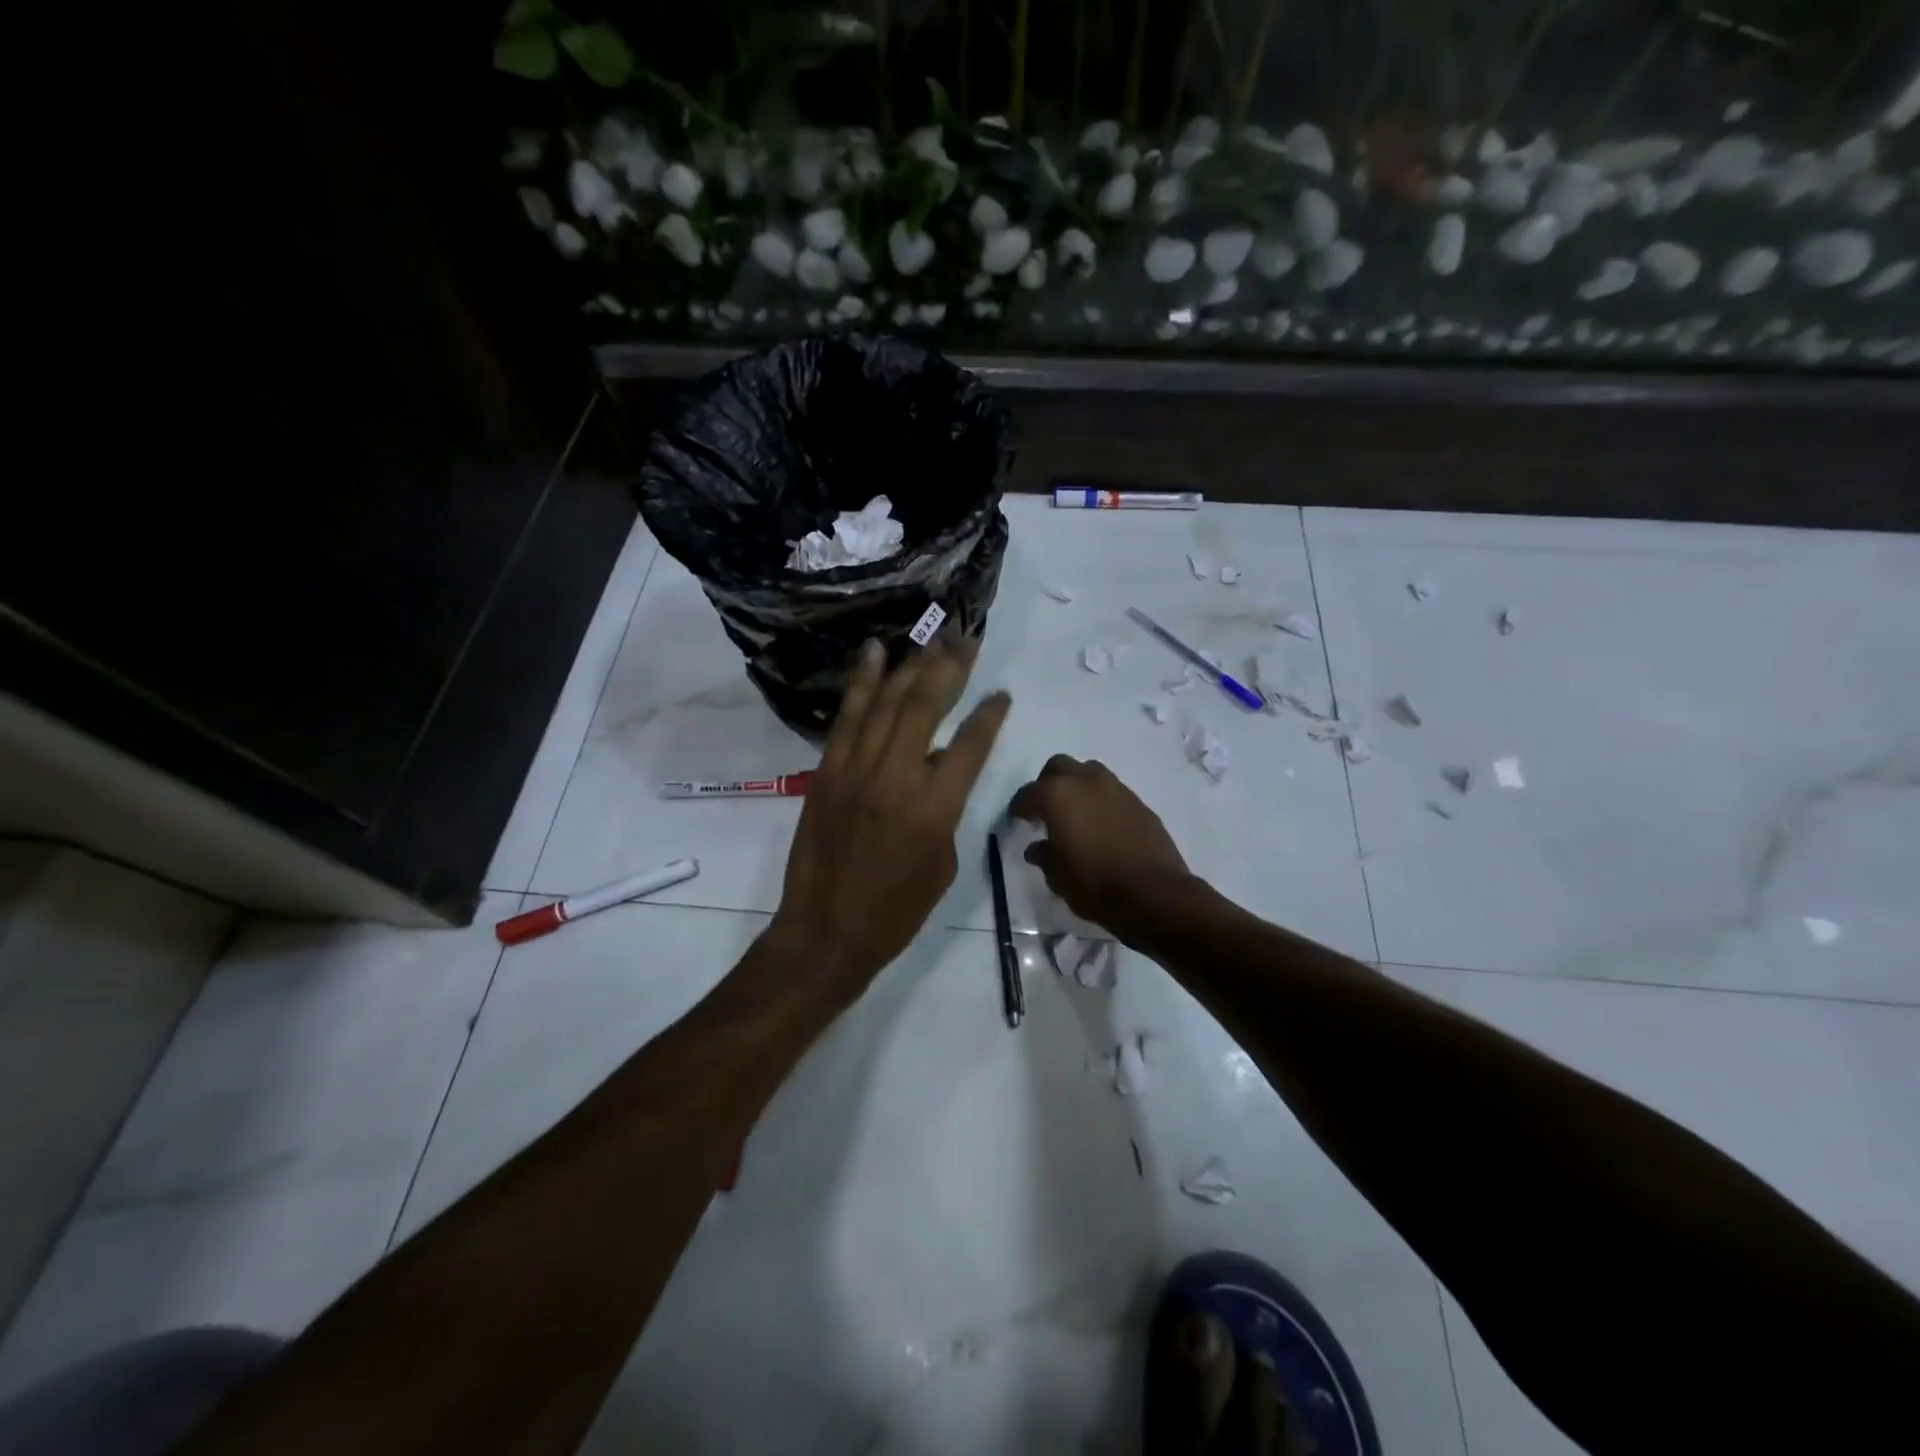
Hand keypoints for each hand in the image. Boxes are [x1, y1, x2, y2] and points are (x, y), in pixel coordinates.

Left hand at [769, 637, 1010, 1003]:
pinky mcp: (828, 770)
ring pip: (887, 702)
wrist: (827, 930)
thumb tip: (939, 769)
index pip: (970, 745)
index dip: (989, 714)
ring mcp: (856, 769)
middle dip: (950, 667)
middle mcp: (897, 777)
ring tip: (930, 637)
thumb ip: (946, 808)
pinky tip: (874, 654)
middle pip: (927, 706)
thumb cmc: (896, 910)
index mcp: (935, 808)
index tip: (1001, 694)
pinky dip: (862, 682)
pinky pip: (848, 717)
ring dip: (911, 664)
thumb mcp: (943, 862)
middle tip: (966, 639)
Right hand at [1009, 755, 1191, 939]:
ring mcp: (1116, 788)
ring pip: (1089, 772)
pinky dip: (1101, 801)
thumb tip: (1037, 848)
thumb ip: (1044, 855)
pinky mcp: (1139, 803)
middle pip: (1059, 766)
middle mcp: (1086, 781)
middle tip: (1045, 807)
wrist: (1153, 894)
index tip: (1018, 818)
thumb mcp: (1057, 876)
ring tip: (1075, 813)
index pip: (1029, 793)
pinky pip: (1112, 792)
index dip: (1020, 806)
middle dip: (1048, 783)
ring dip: (1077, 787)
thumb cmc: (1094, 884)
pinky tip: (1101, 825)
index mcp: (1058, 795)